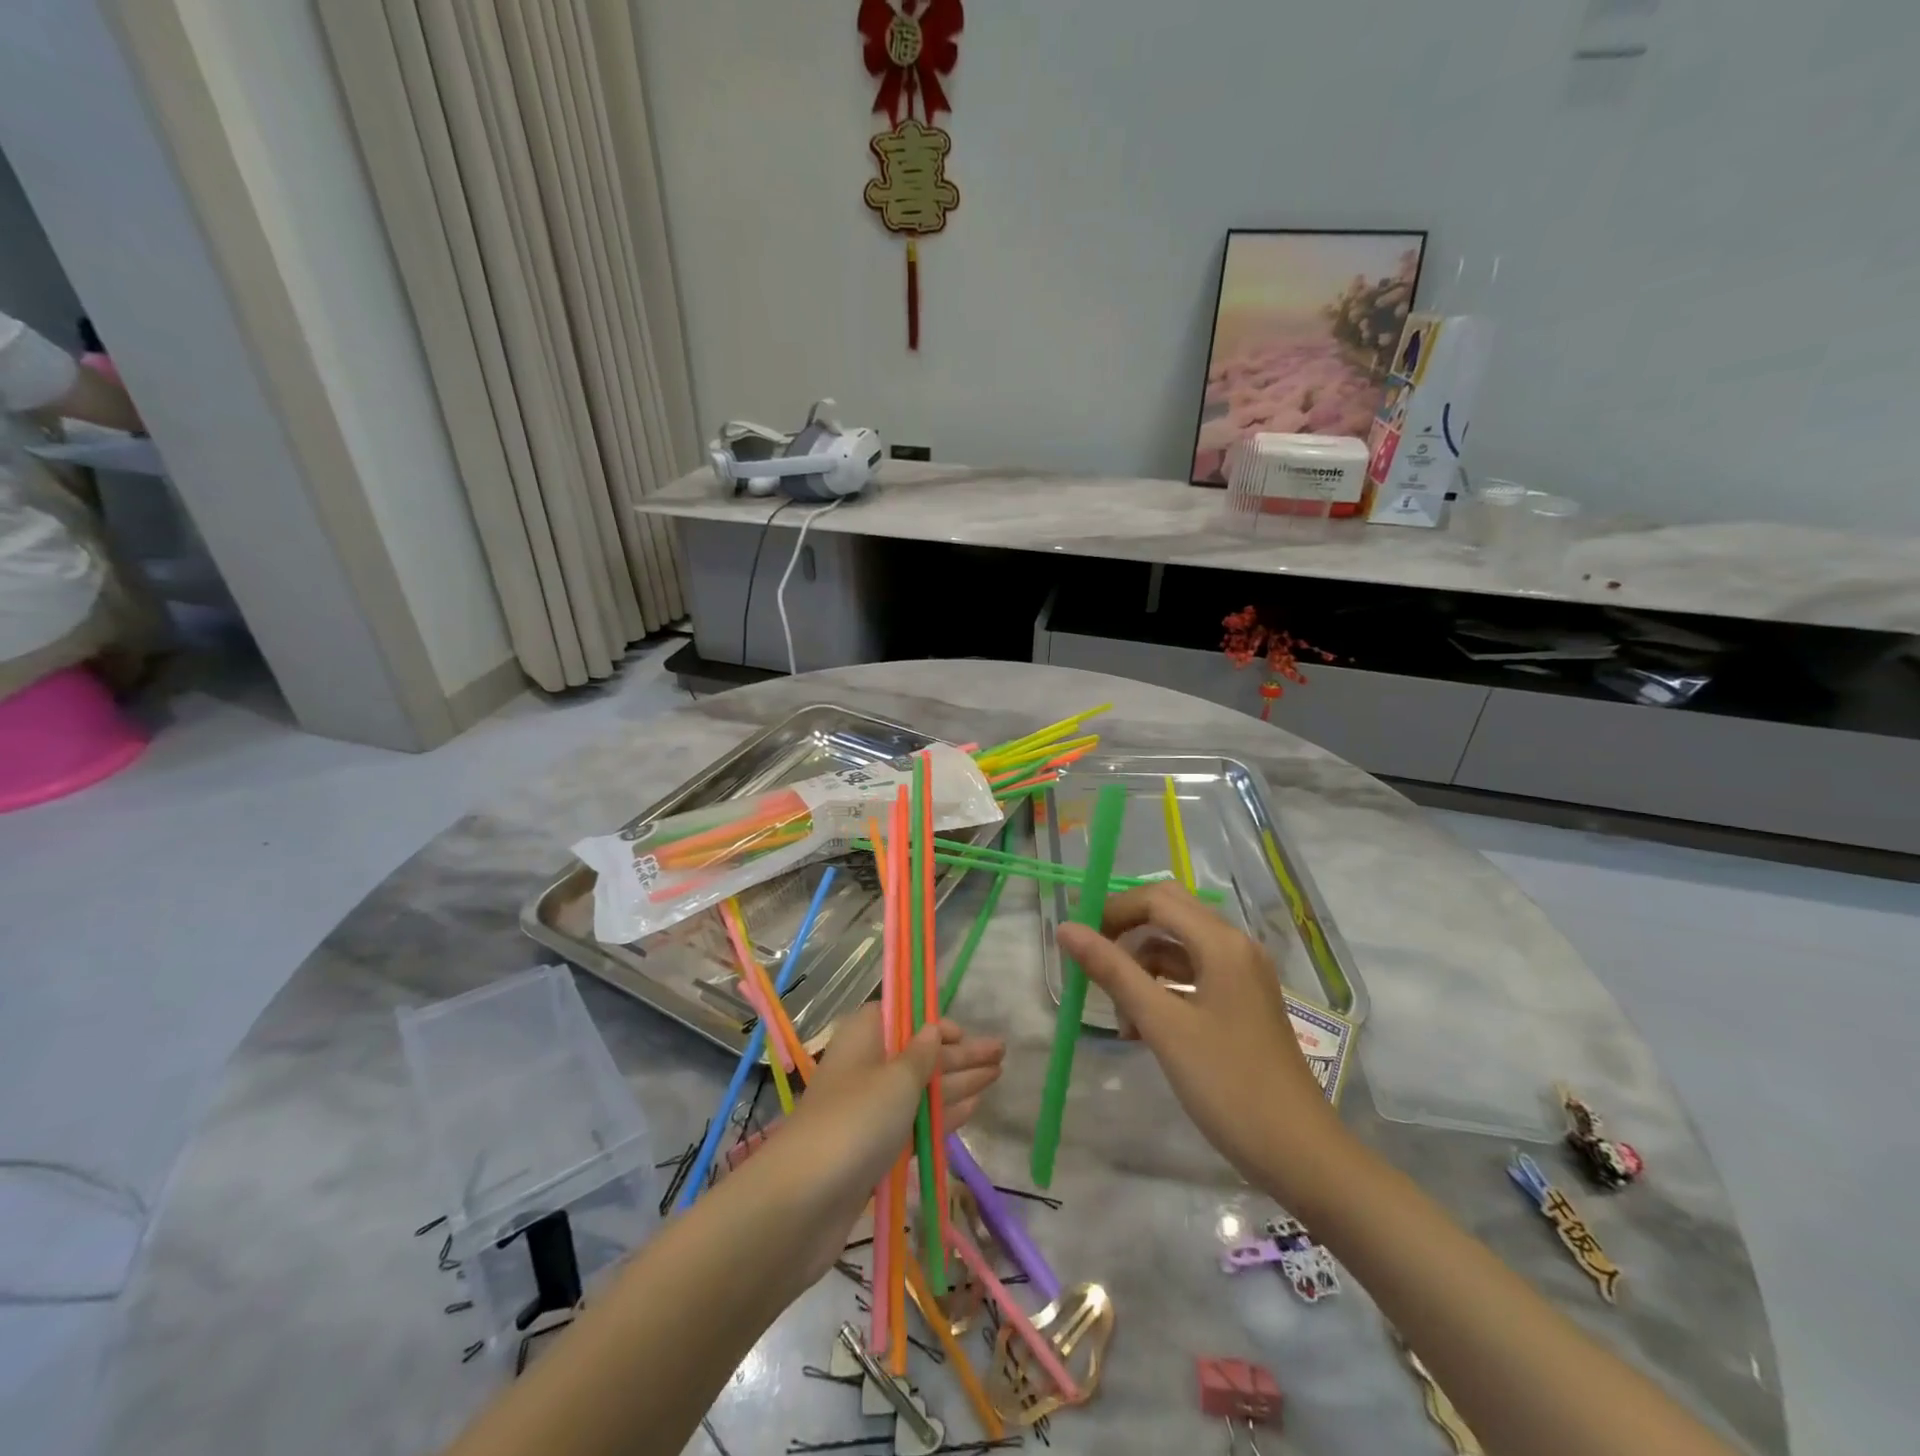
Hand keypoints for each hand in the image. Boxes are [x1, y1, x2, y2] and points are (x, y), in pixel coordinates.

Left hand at [733, 1004, 1003, 1284]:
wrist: (801, 1203)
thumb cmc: (854, 1122)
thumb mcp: (896, 1080)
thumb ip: (921, 1055)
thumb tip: (933, 1029)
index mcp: (865, 1038)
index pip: (903, 1018)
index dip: (935, 1024)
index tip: (966, 1033)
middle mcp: (866, 1069)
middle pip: (919, 1055)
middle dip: (960, 1054)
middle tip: (1002, 1053)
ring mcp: (870, 1112)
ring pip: (921, 1091)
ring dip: (958, 1083)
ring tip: (996, 1076)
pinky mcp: (875, 1151)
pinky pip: (916, 1123)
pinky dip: (944, 1115)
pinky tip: (973, 1109)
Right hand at [1056, 883, 1339, 1189]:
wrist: (1301, 1154)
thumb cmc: (1227, 1084)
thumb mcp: (1162, 1025)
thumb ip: (1113, 972)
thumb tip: (1067, 930)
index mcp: (1222, 943)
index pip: (1156, 899)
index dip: (1112, 910)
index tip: (1076, 938)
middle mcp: (1235, 947)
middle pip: (1168, 915)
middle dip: (1125, 934)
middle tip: (1091, 963)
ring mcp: (1241, 975)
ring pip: (1177, 948)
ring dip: (1141, 969)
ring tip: (1120, 1018)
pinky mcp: (1241, 1002)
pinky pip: (1192, 976)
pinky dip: (1162, 990)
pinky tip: (1143, 1029)